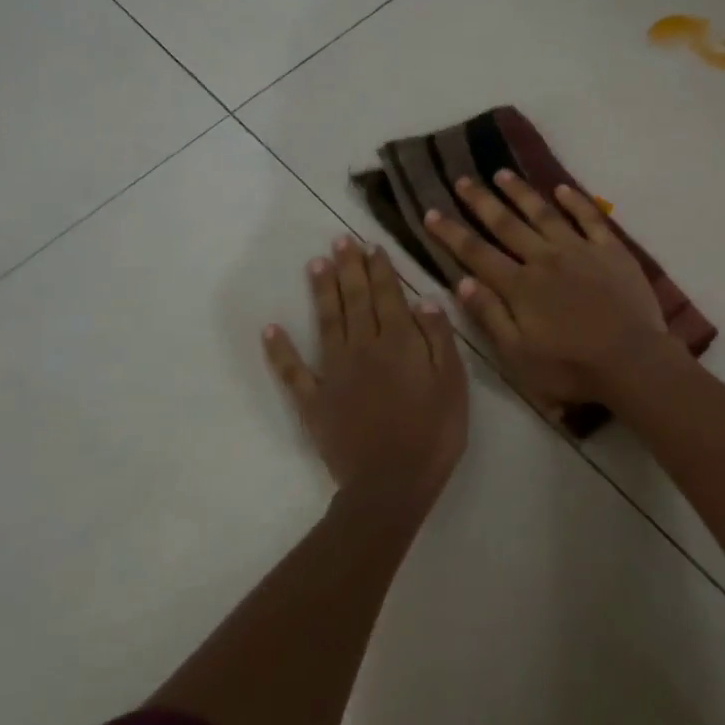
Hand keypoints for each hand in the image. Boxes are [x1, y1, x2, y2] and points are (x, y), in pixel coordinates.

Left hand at [264, 236, 466, 506]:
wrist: (392, 484)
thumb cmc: (434, 433)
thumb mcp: (453, 384)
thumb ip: (438, 339)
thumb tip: (424, 299)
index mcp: (398, 342)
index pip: (388, 295)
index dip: (380, 269)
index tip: (371, 245)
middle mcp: (363, 347)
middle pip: (355, 300)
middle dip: (349, 268)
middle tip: (340, 240)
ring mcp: (334, 372)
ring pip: (326, 322)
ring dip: (321, 291)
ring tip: (315, 263)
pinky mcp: (314, 400)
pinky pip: (293, 371)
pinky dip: (280, 349)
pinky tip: (271, 327)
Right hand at [423, 172, 679, 410]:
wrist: (632, 362)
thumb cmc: (571, 368)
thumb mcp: (517, 355)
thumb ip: (489, 315)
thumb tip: (461, 281)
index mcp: (519, 286)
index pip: (476, 253)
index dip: (451, 232)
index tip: (431, 212)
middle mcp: (545, 259)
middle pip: (506, 224)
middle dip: (481, 201)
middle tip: (462, 178)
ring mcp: (580, 250)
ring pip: (544, 213)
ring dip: (521, 192)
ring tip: (502, 173)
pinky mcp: (611, 250)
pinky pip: (590, 218)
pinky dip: (575, 201)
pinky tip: (562, 188)